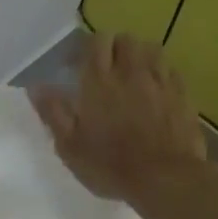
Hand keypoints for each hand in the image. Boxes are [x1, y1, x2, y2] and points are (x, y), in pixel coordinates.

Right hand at [30, 31, 209, 207]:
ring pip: (149, 49)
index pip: (95, 42)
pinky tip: (153, 89)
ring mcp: (160, 81)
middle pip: (123, 39)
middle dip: (111, 49)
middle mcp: (130, 72)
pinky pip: (169, 69)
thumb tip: (36, 87)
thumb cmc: (110, 166)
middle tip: (101, 71)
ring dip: (136, 56)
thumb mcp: (70, 146)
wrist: (165, 178)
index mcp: (99, 82)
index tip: (74, 67)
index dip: (84, 49)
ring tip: (129, 76)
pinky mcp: (181, 93)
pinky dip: (158, 72)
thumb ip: (53, 113)